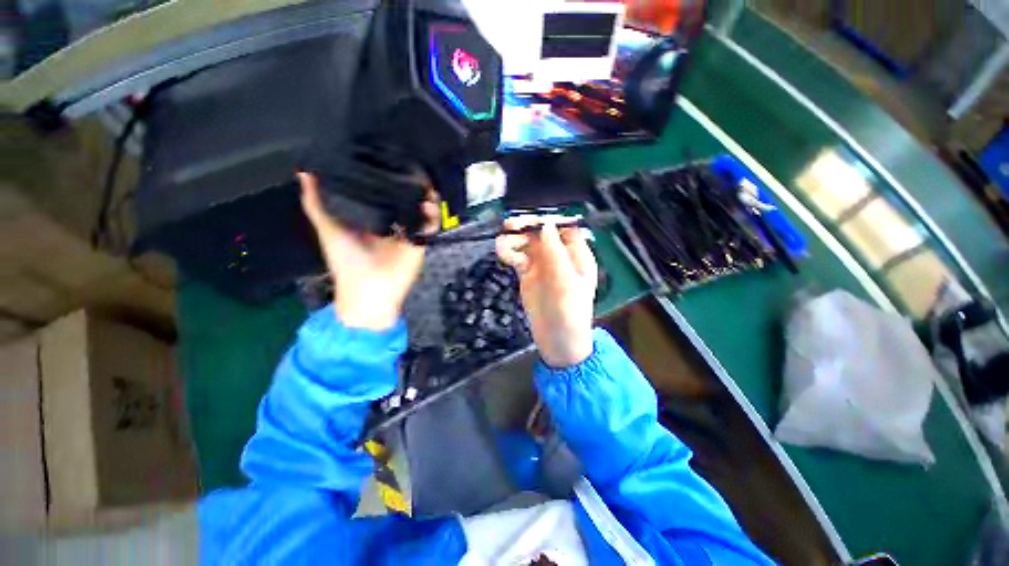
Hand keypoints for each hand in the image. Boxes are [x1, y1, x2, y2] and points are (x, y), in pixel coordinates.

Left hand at [298, 173, 438, 330]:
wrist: (367, 290)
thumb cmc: (346, 261)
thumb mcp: (328, 228)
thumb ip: (317, 203)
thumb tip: (303, 172)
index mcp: (373, 218)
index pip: (383, 192)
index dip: (386, 176)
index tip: (387, 155)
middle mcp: (393, 222)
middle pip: (405, 198)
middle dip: (410, 183)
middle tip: (411, 164)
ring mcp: (408, 232)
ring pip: (421, 209)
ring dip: (425, 196)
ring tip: (423, 180)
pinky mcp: (420, 242)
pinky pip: (431, 225)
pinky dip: (433, 214)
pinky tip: (428, 202)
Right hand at [496, 216, 596, 367]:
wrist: (558, 341)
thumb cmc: (569, 312)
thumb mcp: (566, 281)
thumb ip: (555, 252)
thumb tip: (545, 224)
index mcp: (577, 255)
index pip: (564, 228)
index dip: (549, 220)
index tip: (532, 219)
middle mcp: (559, 256)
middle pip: (542, 233)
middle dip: (527, 226)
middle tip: (510, 225)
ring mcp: (542, 265)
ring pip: (527, 243)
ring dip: (514, 239)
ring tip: (502, 244)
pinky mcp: (527, 274)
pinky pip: (517, 257)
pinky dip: (509, 253)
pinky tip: (503, 254)